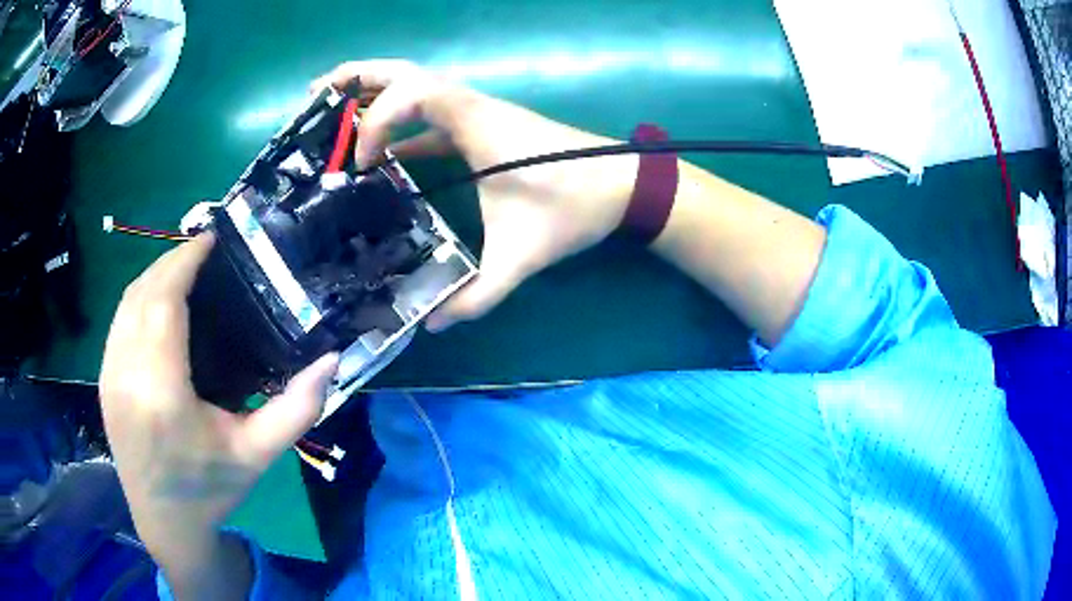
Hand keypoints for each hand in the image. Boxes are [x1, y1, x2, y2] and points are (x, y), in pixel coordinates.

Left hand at [99, 234, 337, 596]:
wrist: (164, 523)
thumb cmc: (210, 490)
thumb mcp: (258, 455)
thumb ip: (296, 409)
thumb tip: (331, 358)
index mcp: (161, 393)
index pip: (163, 302)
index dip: (184, 261)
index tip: (212, 240)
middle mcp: (126, 375)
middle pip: (141, 293)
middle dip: (171, 261)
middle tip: (205, 252)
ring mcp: (108, 375)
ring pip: (126, 302)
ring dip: (154, 276)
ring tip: (185, 270)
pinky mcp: (103, 379)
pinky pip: (118, 321)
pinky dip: (139, 298)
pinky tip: (159, 303)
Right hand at [313, 60, 639, 330]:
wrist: (622, 186)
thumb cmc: (575, 206)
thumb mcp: (523, 254)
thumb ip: (479, 293)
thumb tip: (433, 323)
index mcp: (475, 121)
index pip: (411, 93)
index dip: (376, 121)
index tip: (363, 166)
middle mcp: (470, 106)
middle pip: (404, 71)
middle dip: (355, 78)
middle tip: (313, 98)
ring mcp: (474, 114)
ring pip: (413, 87)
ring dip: (370, 96)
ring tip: (330, 116)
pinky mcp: (480, 129)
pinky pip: (427, 118)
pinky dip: (396, 129)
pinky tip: (376, 157)